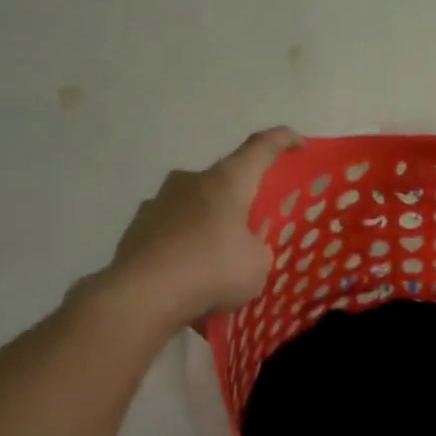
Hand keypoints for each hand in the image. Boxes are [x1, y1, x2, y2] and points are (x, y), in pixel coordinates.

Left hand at [97, 128, 303, 334]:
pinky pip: (172, 232)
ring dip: (209, 225)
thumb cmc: (212, 269)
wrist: (142, 295)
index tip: (299, 144)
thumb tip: (241, 247)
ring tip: (219, 260)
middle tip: (254, 227)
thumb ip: (256, 248)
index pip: (260, 148)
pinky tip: (191, 276)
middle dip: (241, 199)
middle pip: (224, 181)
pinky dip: (185, 247)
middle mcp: (190, 181)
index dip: (282, 140)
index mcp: (227, 181)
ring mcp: (158, 202)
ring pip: (195, 207)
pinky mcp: (137, 228)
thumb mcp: (258, 264)